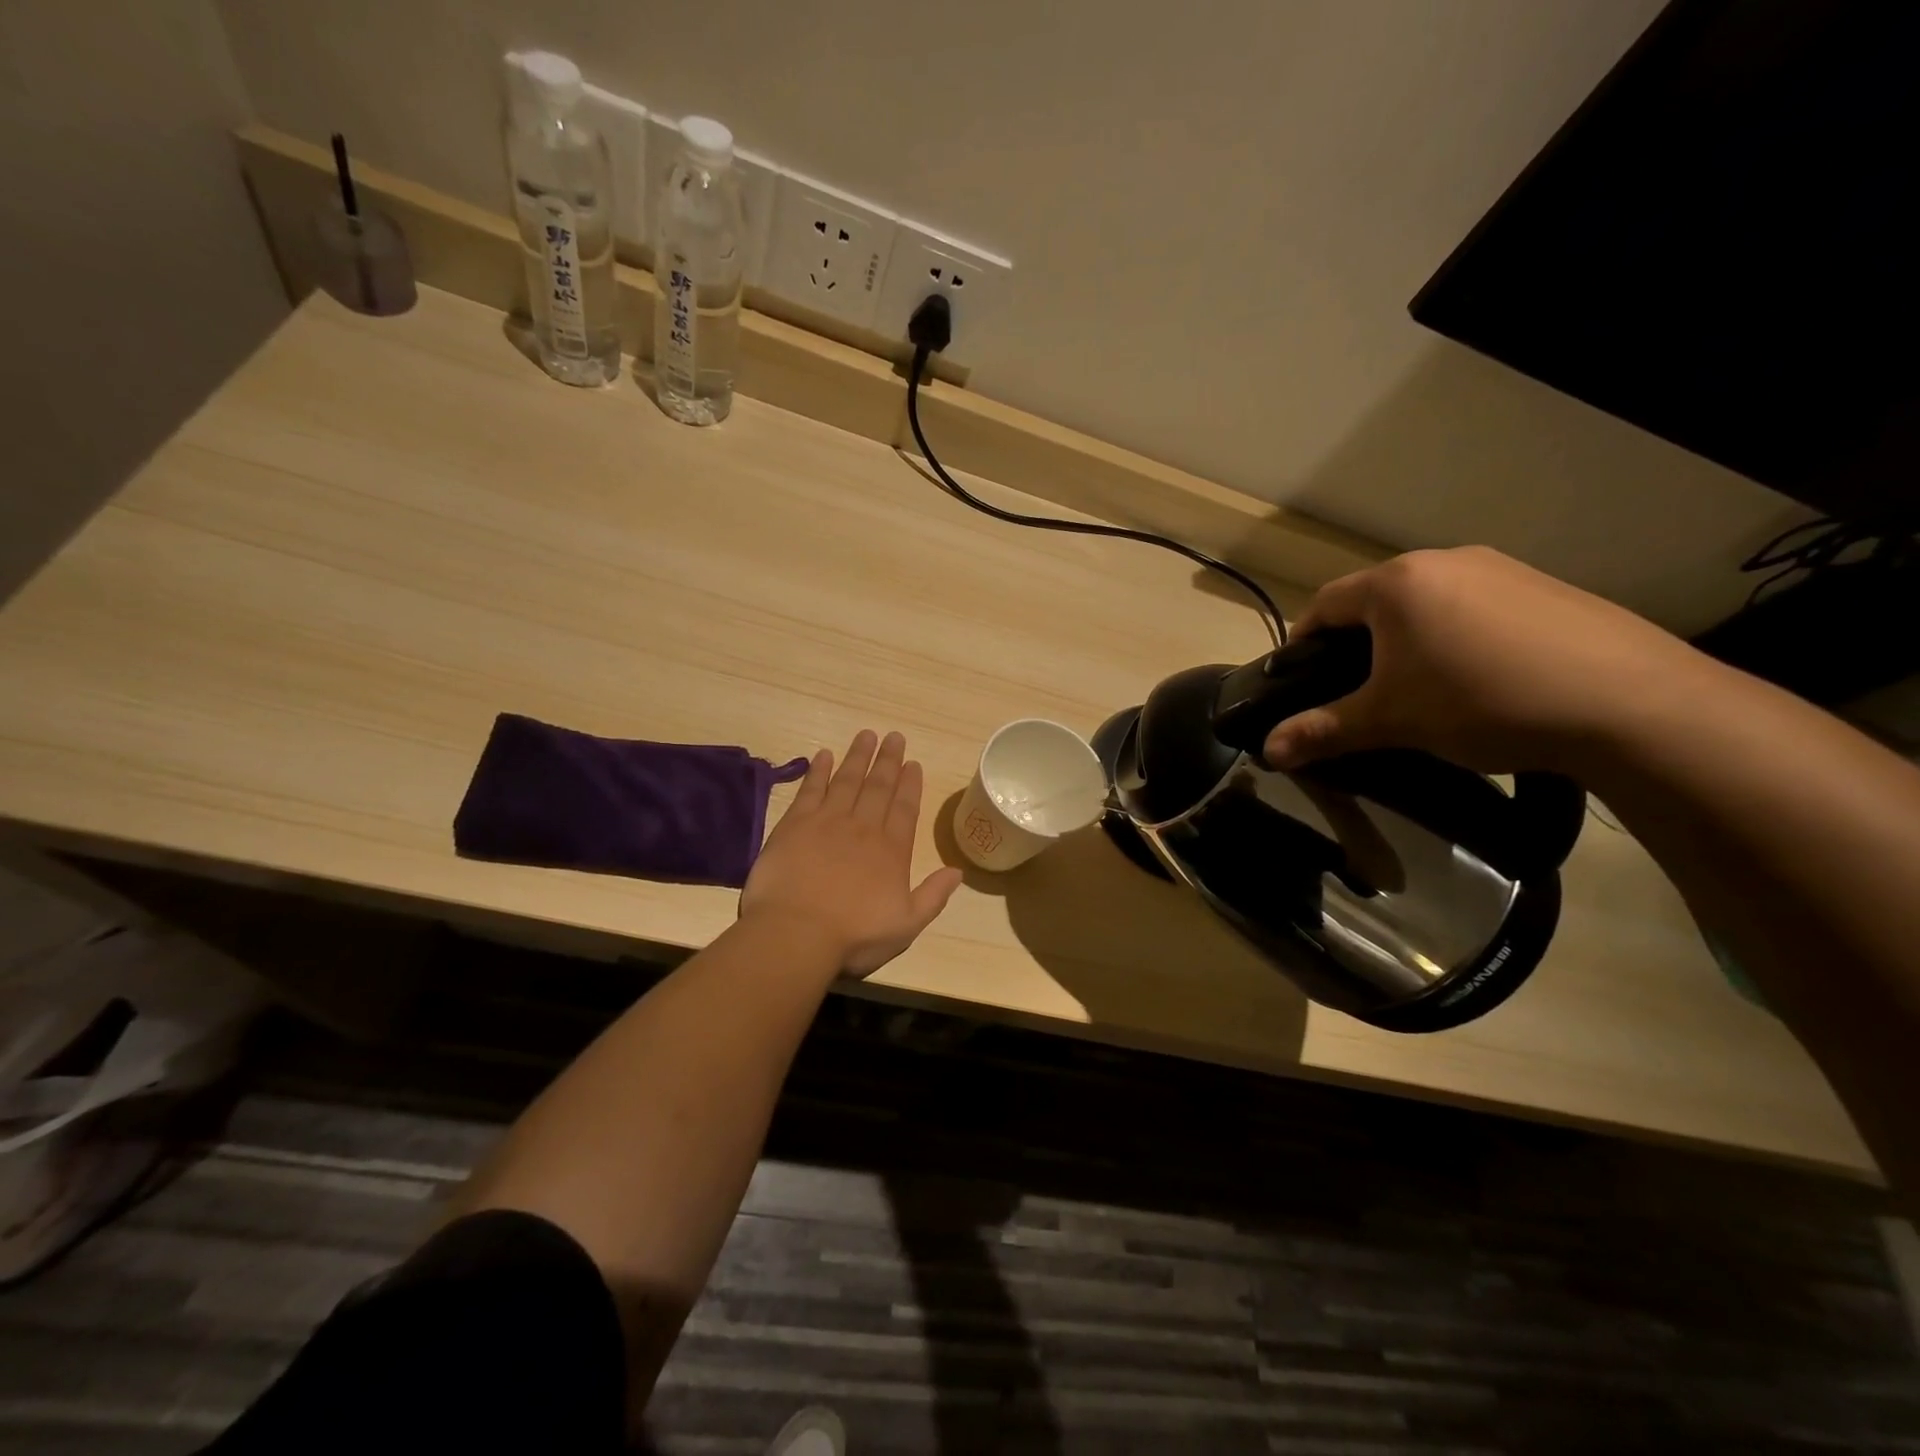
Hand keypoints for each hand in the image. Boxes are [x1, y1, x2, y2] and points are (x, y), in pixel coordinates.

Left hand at [741, 729, 963, 976]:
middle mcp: (863, 828)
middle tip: (894, 736)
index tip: (913, 763)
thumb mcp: (906, 925)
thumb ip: (933, 896)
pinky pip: (811, 789)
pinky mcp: (795, 824)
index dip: (910, 784)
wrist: (796, 934)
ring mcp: (828, 822)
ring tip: (867, 735)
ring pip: (847, 780)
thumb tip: (958, 871)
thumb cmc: (854, 936)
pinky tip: (823, 755)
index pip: (905, 808)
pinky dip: (818, 770)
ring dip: (858, 756)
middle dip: (888, 760)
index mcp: (892, 851)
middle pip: (878, 786)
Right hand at [1262, 547, 1711, 775]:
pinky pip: (1477, 608)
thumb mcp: (1391, 721)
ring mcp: (1502, 569)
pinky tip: (1482, 681)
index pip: (1324, 605)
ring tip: (1423, 690)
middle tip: (1360, 692)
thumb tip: (1269, 752)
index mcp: (1396, 583)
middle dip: (1357, 644)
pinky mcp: (1546, 588)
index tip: (1299, 680)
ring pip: (1428, 604)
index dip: (1302, 643)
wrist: (1629, 703)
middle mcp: (1445, 561)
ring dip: (1409, 640)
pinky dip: (1459, 638)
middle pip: (1375, 601)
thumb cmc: (1482, 701)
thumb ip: (1323, 731)